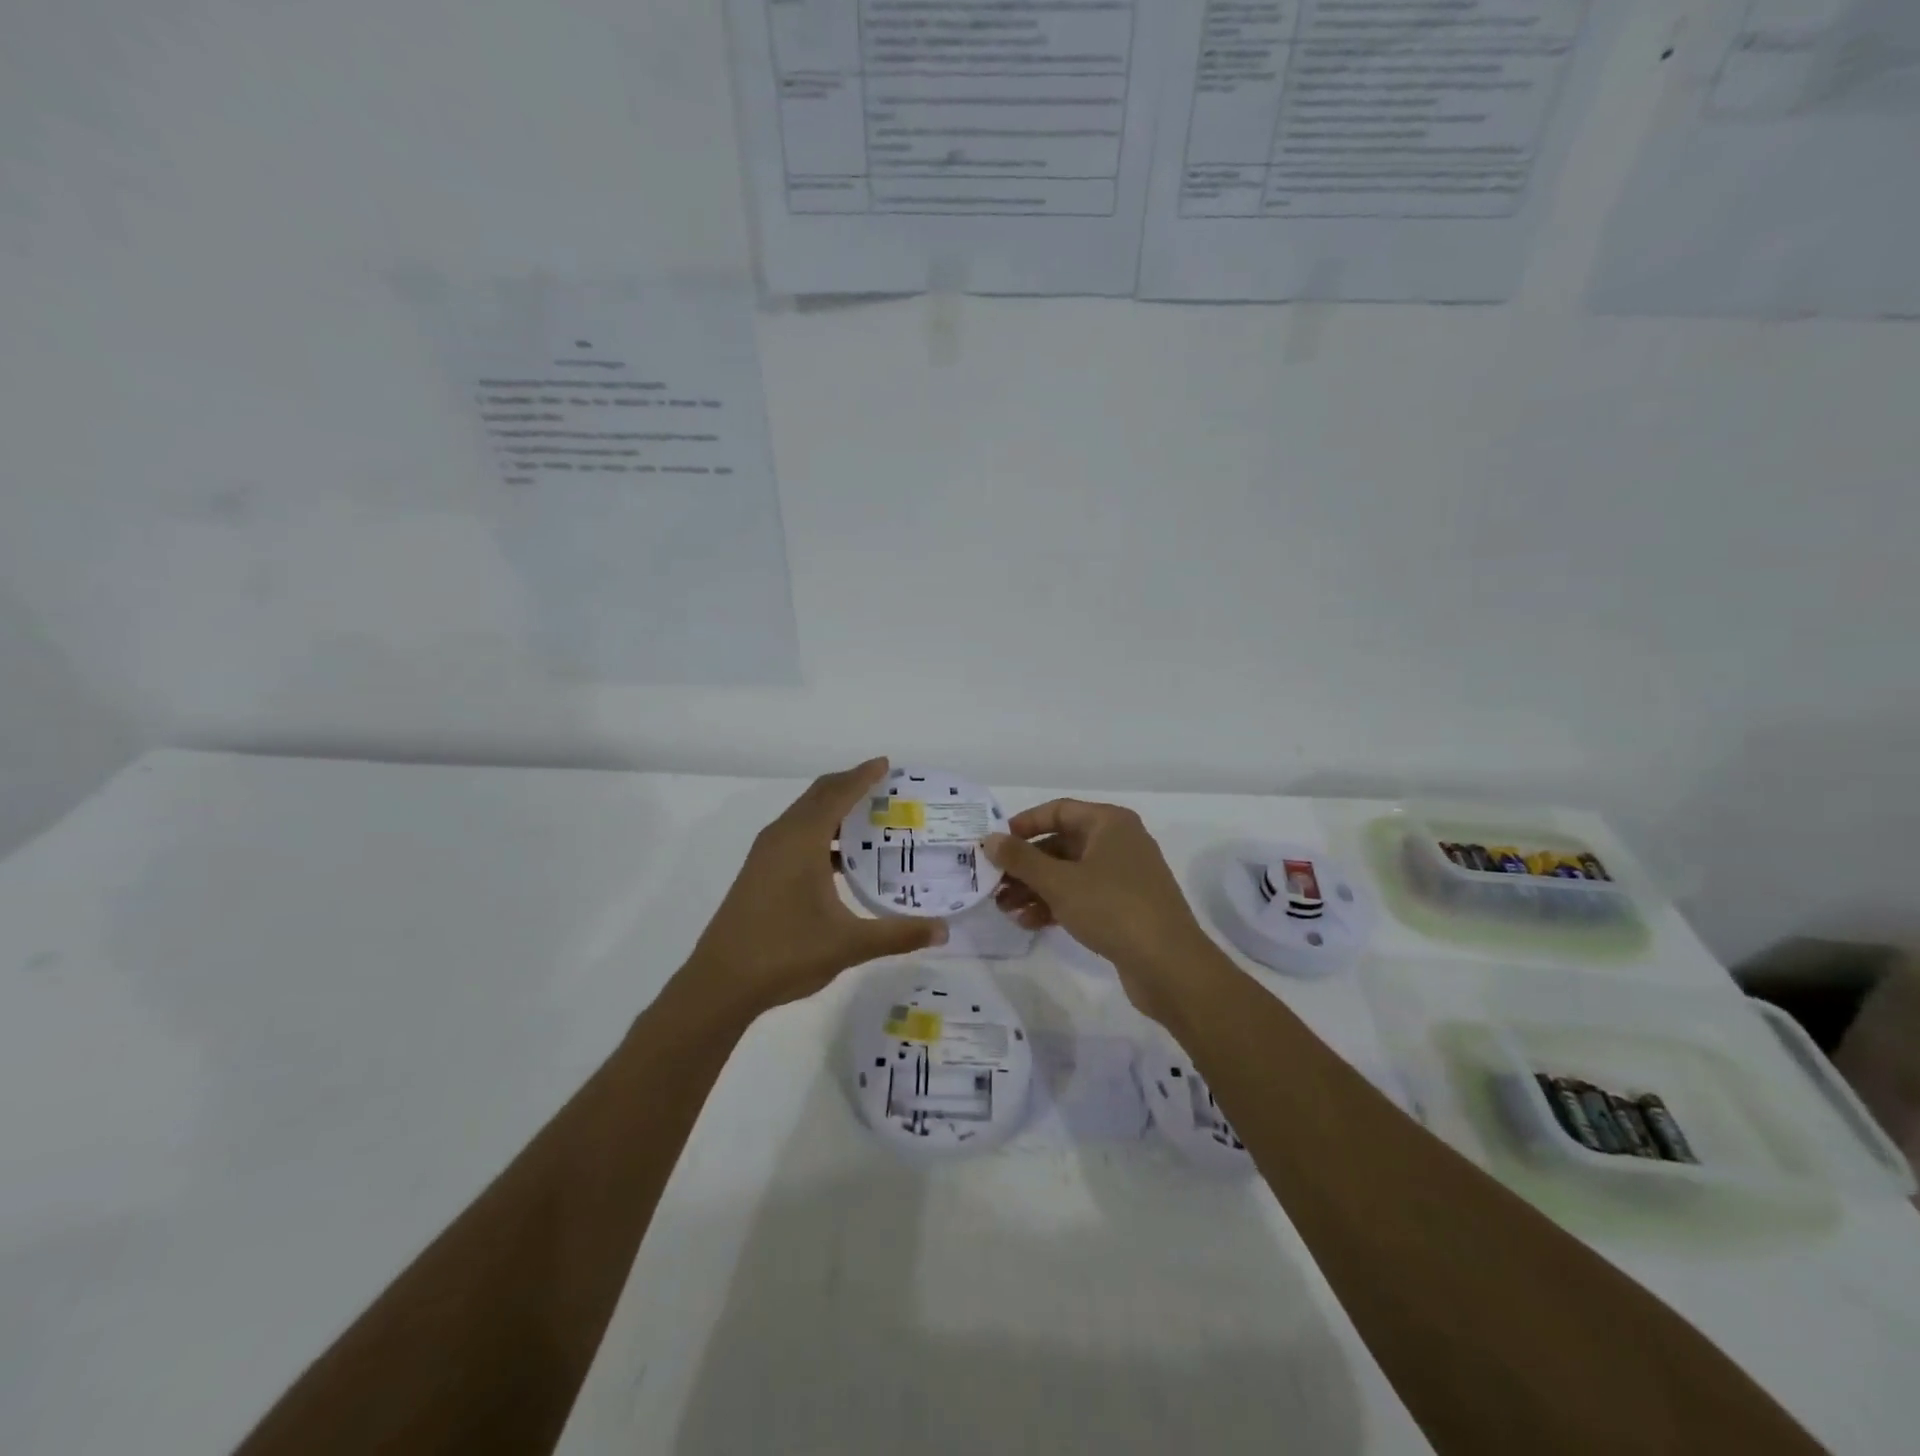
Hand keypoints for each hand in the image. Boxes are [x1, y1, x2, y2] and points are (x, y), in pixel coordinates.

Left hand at [686, 759, 946, 1016]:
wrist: (720, 983)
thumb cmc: (785, 953)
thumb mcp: (849, 944)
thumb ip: (898, 934)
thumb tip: (943, 930)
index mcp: (801, 840)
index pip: (837, 793)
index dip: (863, 776)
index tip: (887, 764)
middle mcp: (781, 836)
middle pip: (819, 796)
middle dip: (851, 786)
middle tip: (887, 791)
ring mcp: (766, 854)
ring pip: (805, 816)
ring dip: (835, 811)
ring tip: (871, 822)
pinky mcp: (760, 872)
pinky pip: (796, 835)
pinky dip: (822, 833)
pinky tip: (842, 860)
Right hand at [984, 800, 1216, 1021]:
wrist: (1169, 965)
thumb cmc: (1112, 908)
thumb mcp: (1059, 882)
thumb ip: (1021, 859)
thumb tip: (989, 839)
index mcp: (1109, 823)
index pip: (1058, 810)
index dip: (1024, 824)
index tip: (995, 844)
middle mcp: (1119, 842)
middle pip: (1061, 844)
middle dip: (1026, 865)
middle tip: (994, 883)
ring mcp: (1124, 876)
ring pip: (1069, 873)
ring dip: (1036, 888)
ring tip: (1005, 909)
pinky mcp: (1125, 907)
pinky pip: (1082, 896)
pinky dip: (1056, 905)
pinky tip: (1030, 923)